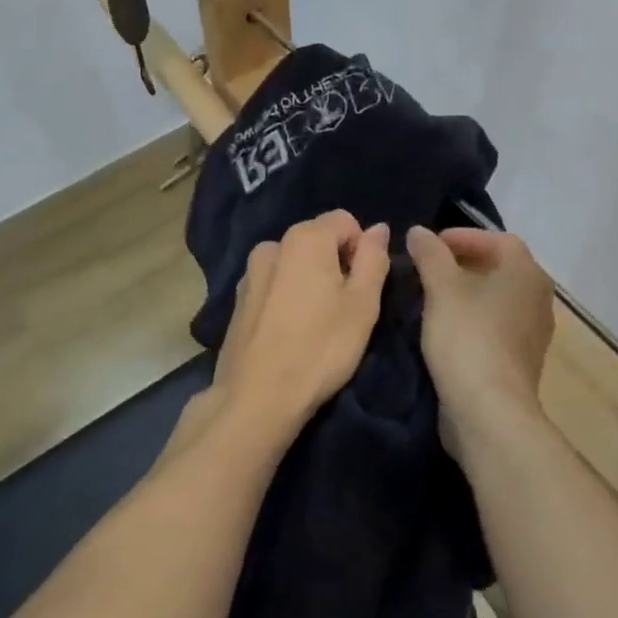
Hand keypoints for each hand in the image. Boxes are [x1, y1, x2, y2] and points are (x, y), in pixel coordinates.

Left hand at [211, 211, 390, 444]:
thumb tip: (378, 228)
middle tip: (344, 310)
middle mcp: (273, 245)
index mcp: (305, 238)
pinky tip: (290, 333)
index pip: (346, 220)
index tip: (363, 287)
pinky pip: (274, 285)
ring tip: (316, 324)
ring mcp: (250, 273)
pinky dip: (287, 298)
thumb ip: (373, 258)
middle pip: (317, 240)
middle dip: (336, 264)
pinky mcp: (238, 300)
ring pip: (294, 265)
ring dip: (310, 282)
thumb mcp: (363, 304)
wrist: (257, 397)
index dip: (361, 249)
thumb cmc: (321, 348)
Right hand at [407, 226, 554, 444]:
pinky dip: (474, 319)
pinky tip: (447, 329)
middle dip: (465, 264)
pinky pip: (497, 327)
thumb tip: (419, 232)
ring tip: (433, 297)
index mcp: (526, 273)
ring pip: (499, 299)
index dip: (464, 236)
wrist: (490, 411)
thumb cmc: (468, 338)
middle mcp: (538, 298)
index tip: (431, 245)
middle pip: (501, 268)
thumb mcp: (441, 289)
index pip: (498, 240)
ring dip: (468, 293)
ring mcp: (534, 333)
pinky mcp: (522, 361)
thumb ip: (430, 254)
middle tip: (429, 268)